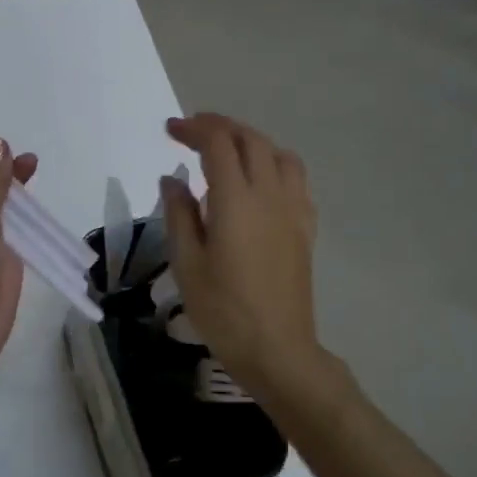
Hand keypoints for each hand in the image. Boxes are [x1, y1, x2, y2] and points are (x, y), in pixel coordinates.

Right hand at [160, 113, 327, 397]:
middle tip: (192, 132)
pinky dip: (274, 164)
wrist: (277, 349)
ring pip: (278, 154)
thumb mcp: (187, 264)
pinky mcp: (306, 227)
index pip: (218, 144)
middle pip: (250, 140)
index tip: (170, 131)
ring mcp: (293, 209)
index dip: (193, 129)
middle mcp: (270, 195)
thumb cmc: (223, 310)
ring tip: (227, 152)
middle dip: (220, 127)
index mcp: (236, 201)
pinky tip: (259, 183)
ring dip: (250, 141)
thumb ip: (178, 214)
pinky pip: (295, 179)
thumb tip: (172, 179)